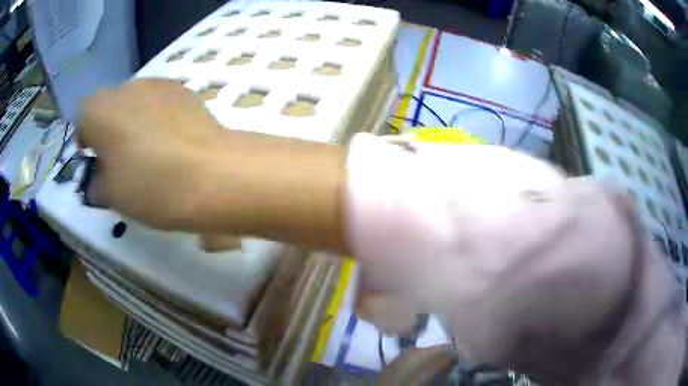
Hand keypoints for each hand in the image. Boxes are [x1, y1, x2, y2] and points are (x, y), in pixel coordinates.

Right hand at [78, 78, 227, 229]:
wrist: (211, 172)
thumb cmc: (150, 185)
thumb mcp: (111, 195)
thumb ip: (96, 183)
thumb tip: (98, 178)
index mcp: (100, 110)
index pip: (82, 116)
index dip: (85, 136)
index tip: (93, 157)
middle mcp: (126, 87)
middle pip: (108, 105)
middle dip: (107, 128)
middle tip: (118, 158)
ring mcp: (158, 83)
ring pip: (133, 101)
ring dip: (132, 120)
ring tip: (147, 151)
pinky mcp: (184, 89)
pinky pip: (158, 101)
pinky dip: (156, 116)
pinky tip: (170, 140)